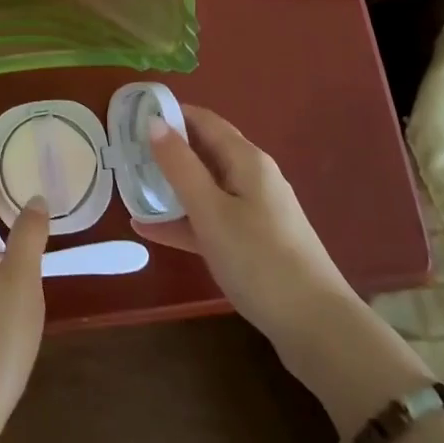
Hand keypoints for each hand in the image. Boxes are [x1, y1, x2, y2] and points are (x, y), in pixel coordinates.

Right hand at [133, 105, 431, 433]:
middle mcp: (253, 177)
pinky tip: (150, 231)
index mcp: (246, 160)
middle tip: (126, 154)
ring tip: (130, 189)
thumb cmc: (259, 259)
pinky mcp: (254, 242)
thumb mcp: (211, 211)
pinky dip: (184, 220)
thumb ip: (180, 165)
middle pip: (204, 151)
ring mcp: (255, 211)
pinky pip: (212, 219)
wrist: (317, 328)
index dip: (169, 114)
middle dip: (167, 150)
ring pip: (205, 187)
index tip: (132, 117)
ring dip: (171, 187)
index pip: (203, 120)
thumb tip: (154, 121)